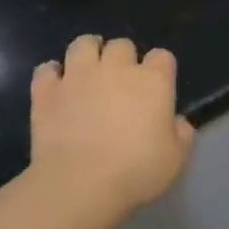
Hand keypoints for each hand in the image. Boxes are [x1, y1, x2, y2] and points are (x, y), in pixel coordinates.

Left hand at [30, 36, 195, 214]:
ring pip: (83, 44)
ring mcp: (78, 76)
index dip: (160, 69)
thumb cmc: (136, 171)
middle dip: (123, 58)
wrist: (80, 184)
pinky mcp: (47, 91)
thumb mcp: (176, 159)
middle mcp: (116, 69)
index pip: (162, 56)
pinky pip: (46, 69)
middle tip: (120, 82)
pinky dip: (52, 74)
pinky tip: (57, 87)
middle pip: (122, 45)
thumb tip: (177, 122)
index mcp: (153, 81)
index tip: (158, 87)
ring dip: (88, 53)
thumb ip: (182, 135)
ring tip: (88, 70)